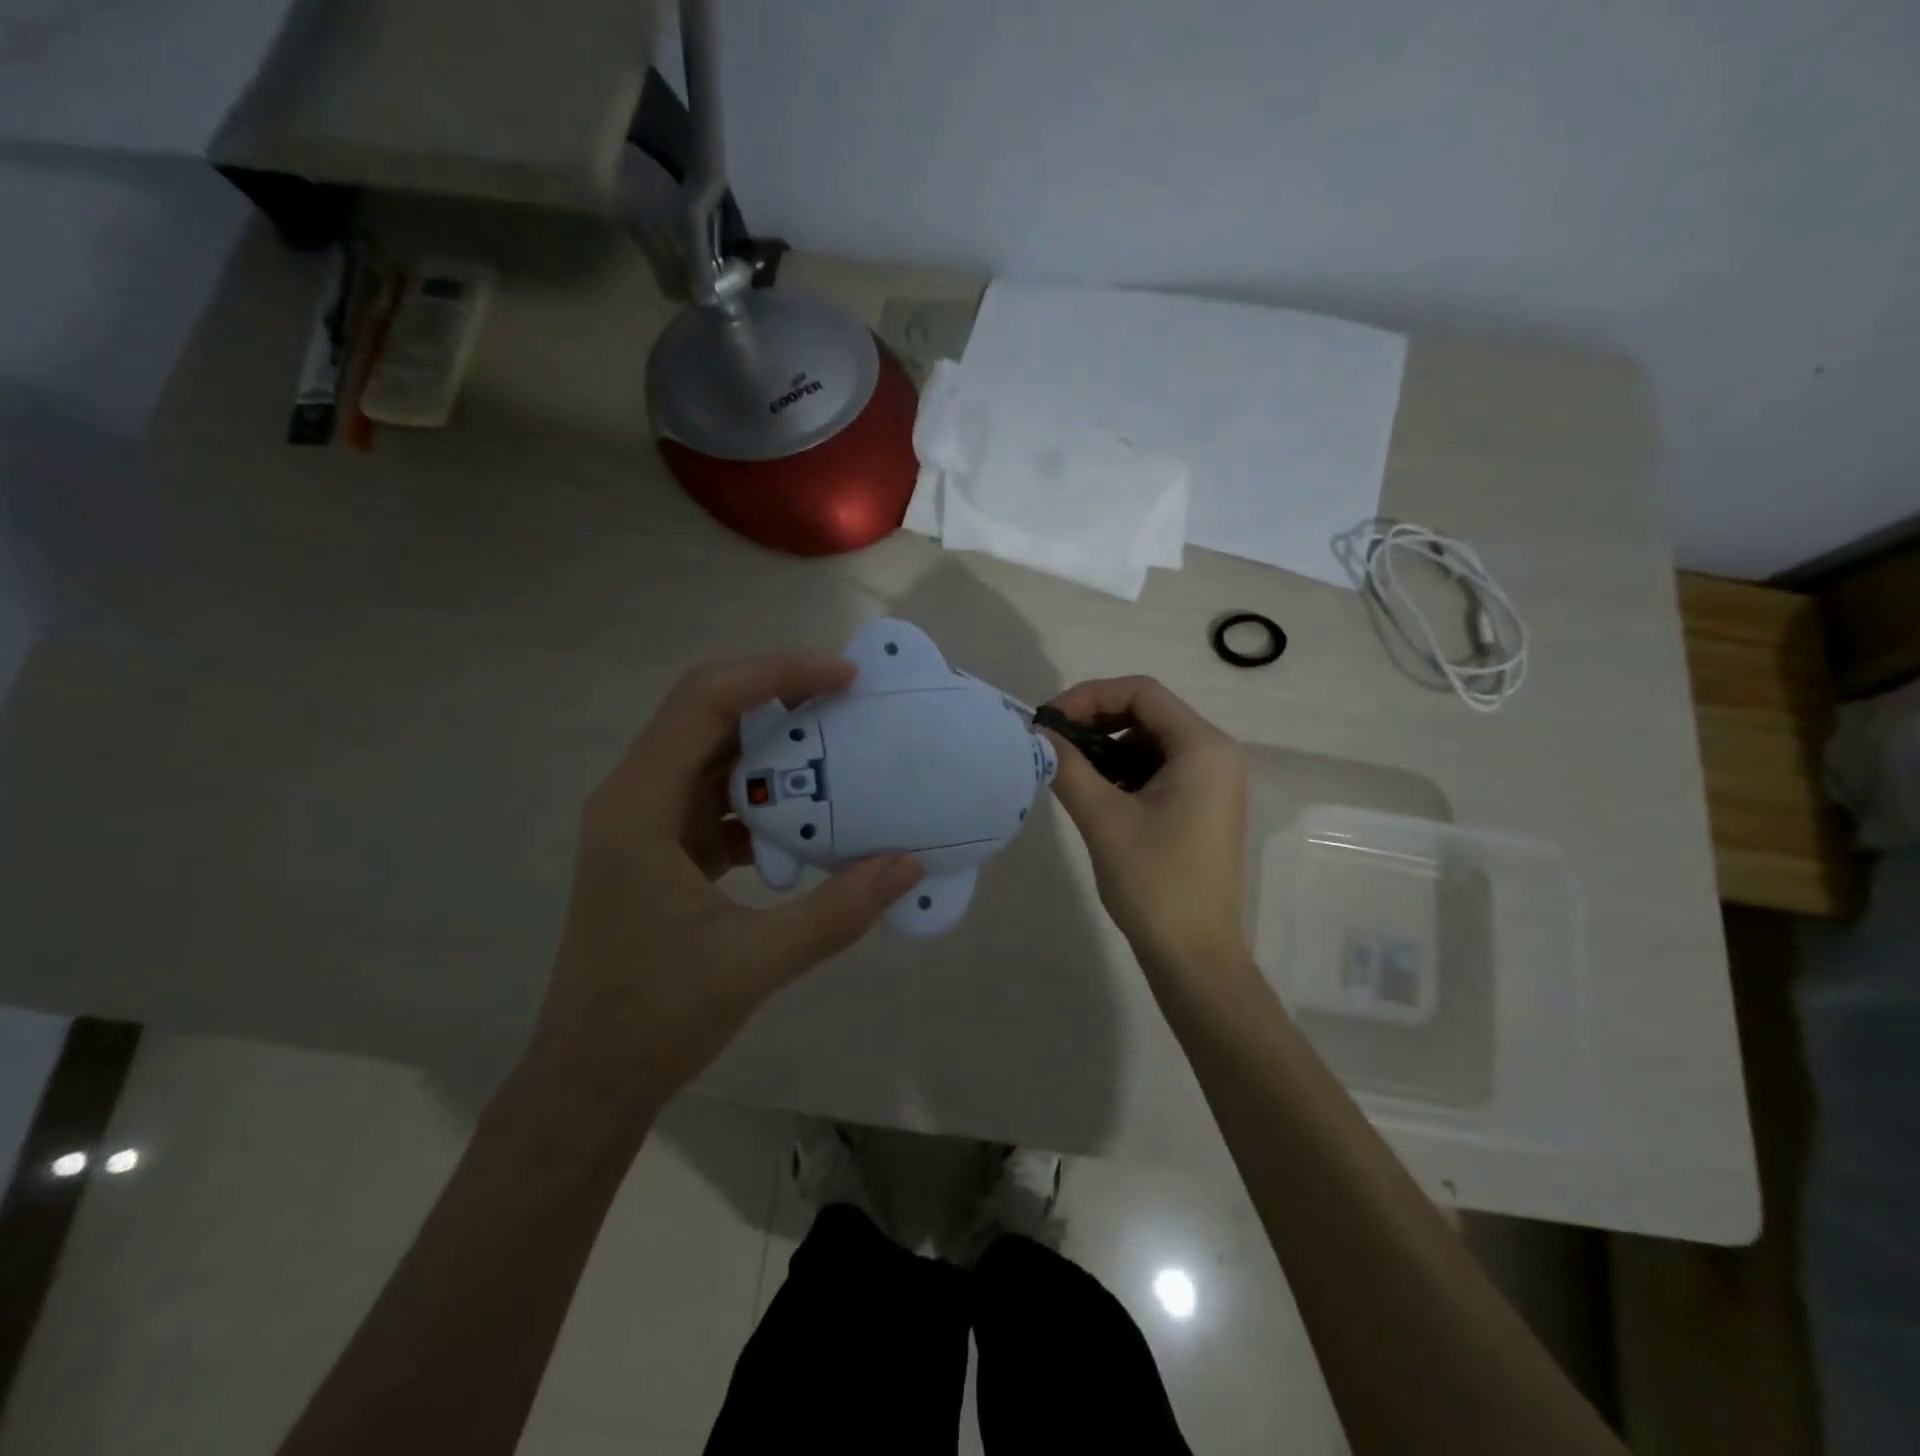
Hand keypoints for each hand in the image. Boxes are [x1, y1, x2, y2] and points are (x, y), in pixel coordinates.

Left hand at [526, 655, 924, 1131]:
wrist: (590, 1082)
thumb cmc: (654, 1019)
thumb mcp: (754, 963)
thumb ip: (837, 912)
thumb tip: (910, 864)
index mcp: (637, 808)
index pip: (704, 703)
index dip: (774, 674)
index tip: (843, 678)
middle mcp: (635, 800)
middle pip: (707, 714)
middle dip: (779, 696)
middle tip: (849, 697)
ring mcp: (647, 827)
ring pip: (715, 755)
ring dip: (776, 745)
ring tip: (841, 742)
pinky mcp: (664, 853)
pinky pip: (721, 800)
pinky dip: (768, 795)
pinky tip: (815, 814)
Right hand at [1042, 676, 1250, 979]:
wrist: (1195, 955)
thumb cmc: (1153, 882)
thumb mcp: (1103, 818)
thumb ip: (1067, 766)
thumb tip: (1039, 734)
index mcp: (1202, 747)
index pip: (1141, 692)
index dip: (1088, 696)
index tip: (1047, 721)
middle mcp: (1216, 754)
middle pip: (1148, 712)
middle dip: (1096, 720)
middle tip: (1052, 744)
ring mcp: (1215, 781)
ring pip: (1151, 741)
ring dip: (1108, 748)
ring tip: (1070, 772)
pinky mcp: (1205, 805)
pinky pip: (1161, 769)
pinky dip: (1126, 771)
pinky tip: (1098, 795)